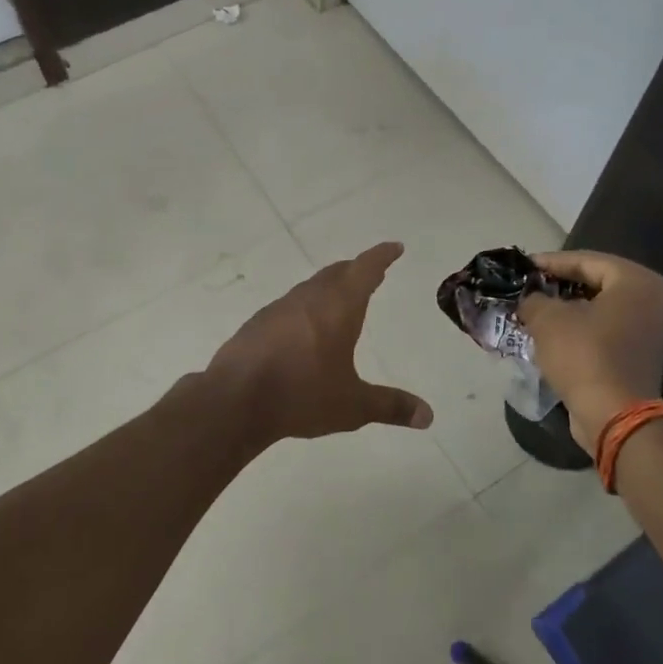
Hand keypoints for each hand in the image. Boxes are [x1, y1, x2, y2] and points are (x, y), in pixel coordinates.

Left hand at [206, 241, 432, 444]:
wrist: (235, 400)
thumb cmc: (302, 395)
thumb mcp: (353, 406)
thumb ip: (390, 407)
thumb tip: (428, 416)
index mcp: (338, 307)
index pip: (365, 270)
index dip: (381, 257)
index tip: (394, 247)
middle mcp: (309, 299)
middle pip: (337, 273)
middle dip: (356, 270)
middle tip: (371, 272)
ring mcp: (279, 308)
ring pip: (311, 288)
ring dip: (329, 287)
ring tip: (340, 299)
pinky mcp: (257, 323)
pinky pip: (290, 306)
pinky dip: (306, 307)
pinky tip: (303, 328)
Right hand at [517, 250, 662, 455]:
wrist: (615, 416)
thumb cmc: (584, 355)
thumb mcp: (547, 319)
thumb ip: (535, 299)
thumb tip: (530, 299)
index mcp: (637, 282)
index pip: (587, 260)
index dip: (551, 262)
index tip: (524, 267)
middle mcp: (653, 302)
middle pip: (598, 283)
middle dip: (561, 285)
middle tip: (531, 286)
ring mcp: (653, 333)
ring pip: (603, 310)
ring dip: (571, 310)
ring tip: (538, 310)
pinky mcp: (644, 359)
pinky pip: (609, 333)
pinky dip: (584, 330)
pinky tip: (554, 336)